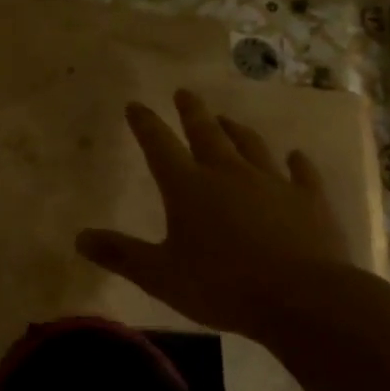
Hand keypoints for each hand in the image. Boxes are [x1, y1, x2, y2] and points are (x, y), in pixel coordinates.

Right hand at [74, 89, 361, 335]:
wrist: (304, 298)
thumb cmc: (223, 286)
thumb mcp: (160, 276)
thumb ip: (121, 254)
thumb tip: (79, 238)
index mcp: (188, 186)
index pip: (159, 145)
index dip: (145, 124)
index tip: (135, 105)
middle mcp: (228, 173)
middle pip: (206, 133)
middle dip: (191, 112)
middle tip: (184, 92)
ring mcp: (272, 183)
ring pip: (251, 146)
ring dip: (236, 130)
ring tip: (227, 119)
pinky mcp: (310, 200)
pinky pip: (302, 174)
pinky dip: (298, 163)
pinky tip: (297, 156)